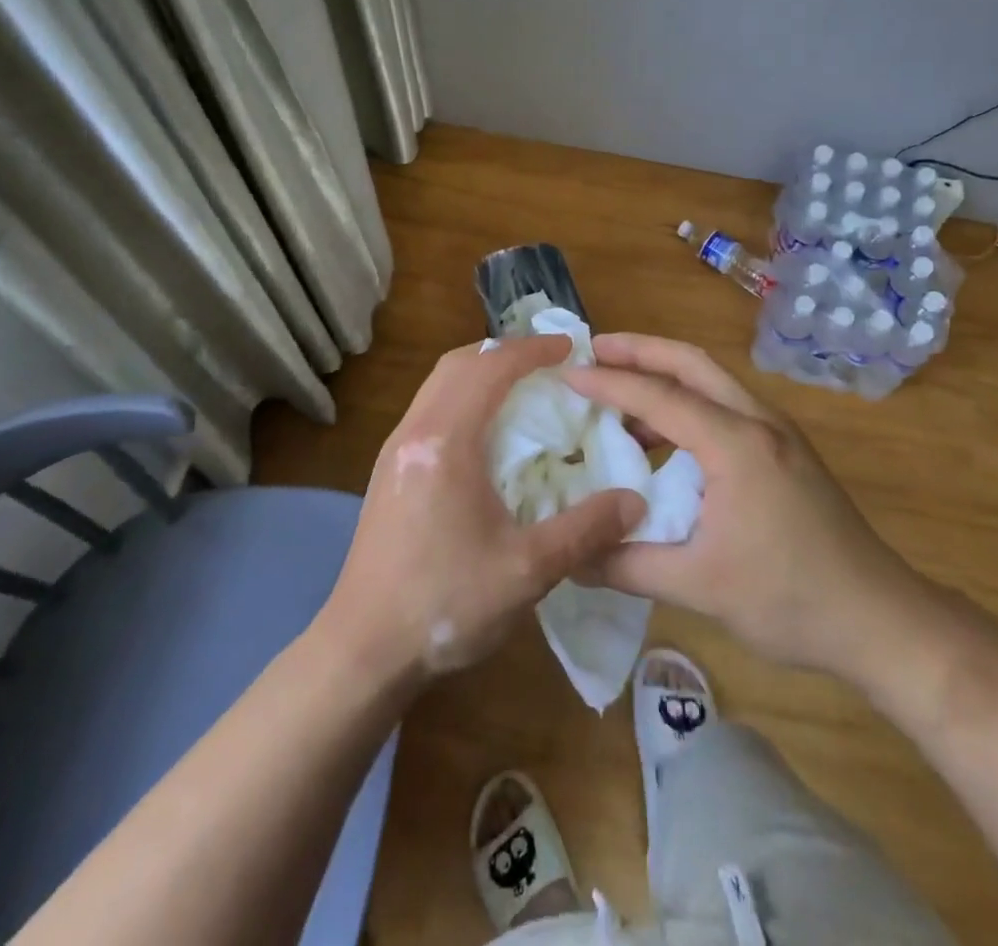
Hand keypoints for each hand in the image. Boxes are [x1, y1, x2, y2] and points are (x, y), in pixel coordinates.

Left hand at [323, 334, 646, 689]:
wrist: (363, 650)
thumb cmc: (446, 604)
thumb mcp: (527, 571)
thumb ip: (585, 530)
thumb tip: (634, 502)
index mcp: (445, 441)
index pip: (490, 368)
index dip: (531, 350)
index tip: (568, 347)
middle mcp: (414, 432)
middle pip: (458, 364)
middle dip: (504, 352)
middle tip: (547, 362)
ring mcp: (395, 451)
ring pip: (438, 385)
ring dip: (480, 372)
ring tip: (521, 388)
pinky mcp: (389, 472)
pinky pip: (429, 409)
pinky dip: (462, 397)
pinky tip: (486, 433)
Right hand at [563, 333, 938, 680]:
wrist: (882, 620)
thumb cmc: (791, 600)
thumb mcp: (700, 587)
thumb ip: (628, 565)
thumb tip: (570, 558)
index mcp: (737, 445)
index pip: (661, 396)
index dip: (609, 382)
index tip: (567, 374)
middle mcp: (758, 422)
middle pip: (691, 363)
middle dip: (640, 349)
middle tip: (592, 350)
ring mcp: (777, 433)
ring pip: (711, 380)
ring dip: (664, 376)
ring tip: (618, 391)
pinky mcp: (785, 450)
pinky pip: (724, 406)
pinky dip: (686, 404)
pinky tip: (661, 438)